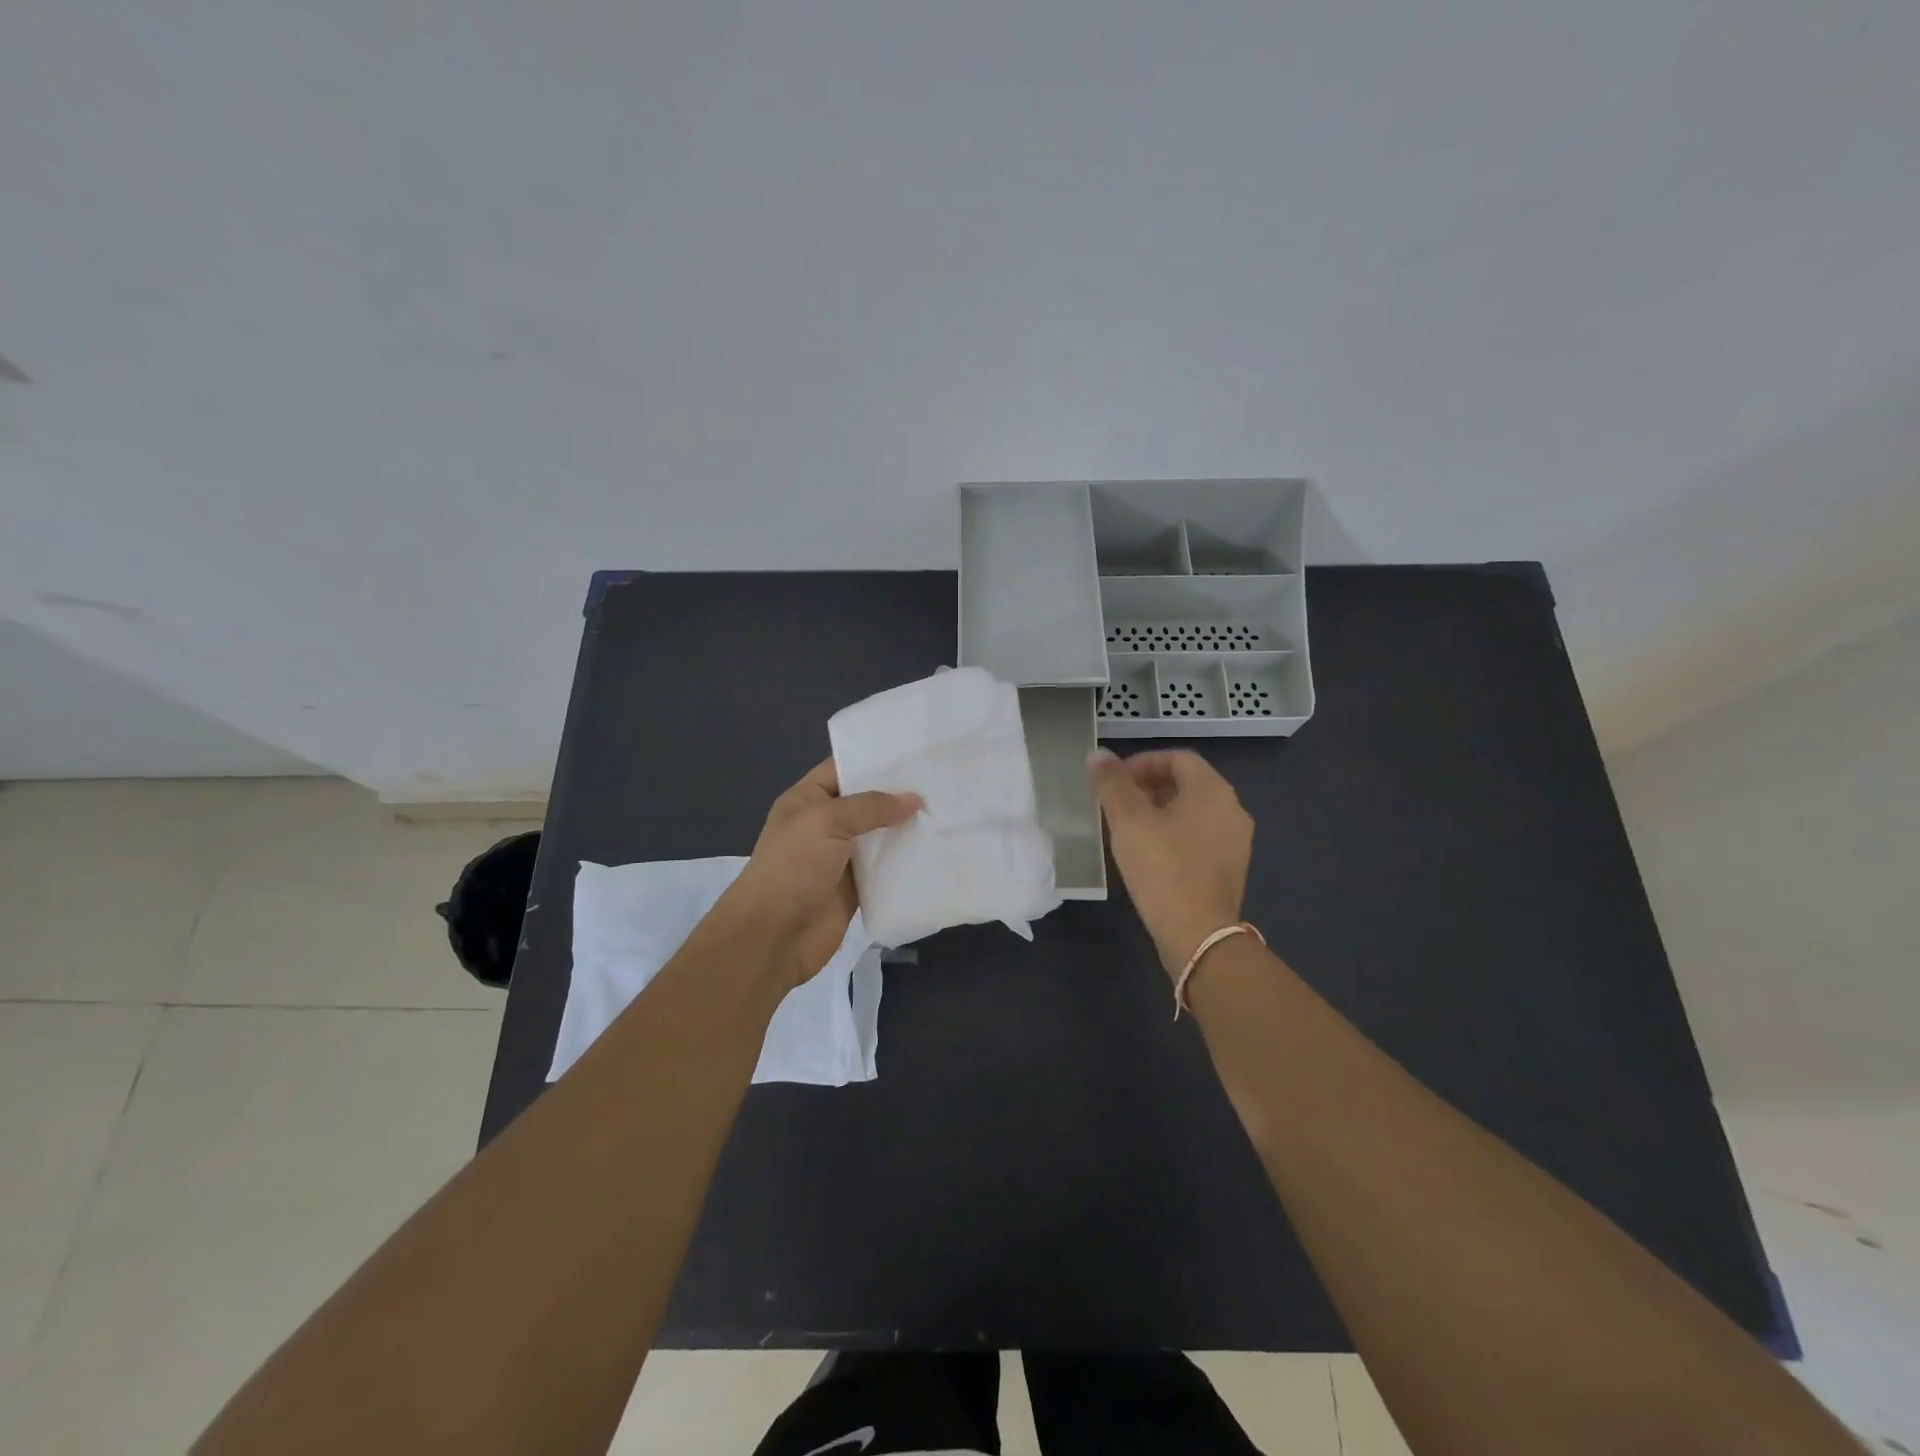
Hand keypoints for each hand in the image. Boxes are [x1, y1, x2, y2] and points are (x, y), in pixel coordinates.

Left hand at [713, 759, 920, 989]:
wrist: (773, 936)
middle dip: (899, 794)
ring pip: (881, 836)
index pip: (843, 769)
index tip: (915, 752)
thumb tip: (913, 800)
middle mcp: (825, 825)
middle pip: (867, 802)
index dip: (874, 760)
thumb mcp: (825, 822)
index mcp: (807, 800)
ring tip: (947, 811)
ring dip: (907, 829)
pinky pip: (887, 870)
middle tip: (942, 781)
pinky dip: (907, 863)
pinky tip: (937, 850)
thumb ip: (870, 806)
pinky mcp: (857, 888)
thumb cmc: (792, 868)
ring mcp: (841, 858)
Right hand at [1089, 748, 1252, 977]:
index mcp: (1212, 791)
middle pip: (1186, 783)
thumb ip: (1112, 784)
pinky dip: (1172, 834)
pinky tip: (1148, 854)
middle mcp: (1231, 809)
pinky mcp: (1228, 868)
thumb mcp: (1129, 821)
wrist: (1198, 935)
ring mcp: (1234, 841)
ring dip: (1158, 811)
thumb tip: (1098, 755)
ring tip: (1126, 829)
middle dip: (1147, 787)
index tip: (1113, 782)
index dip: (1142, 762)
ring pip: (1191, 811)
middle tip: (1115, 804)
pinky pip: (1198, 836)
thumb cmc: (1163, 870)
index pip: (1177, 758)